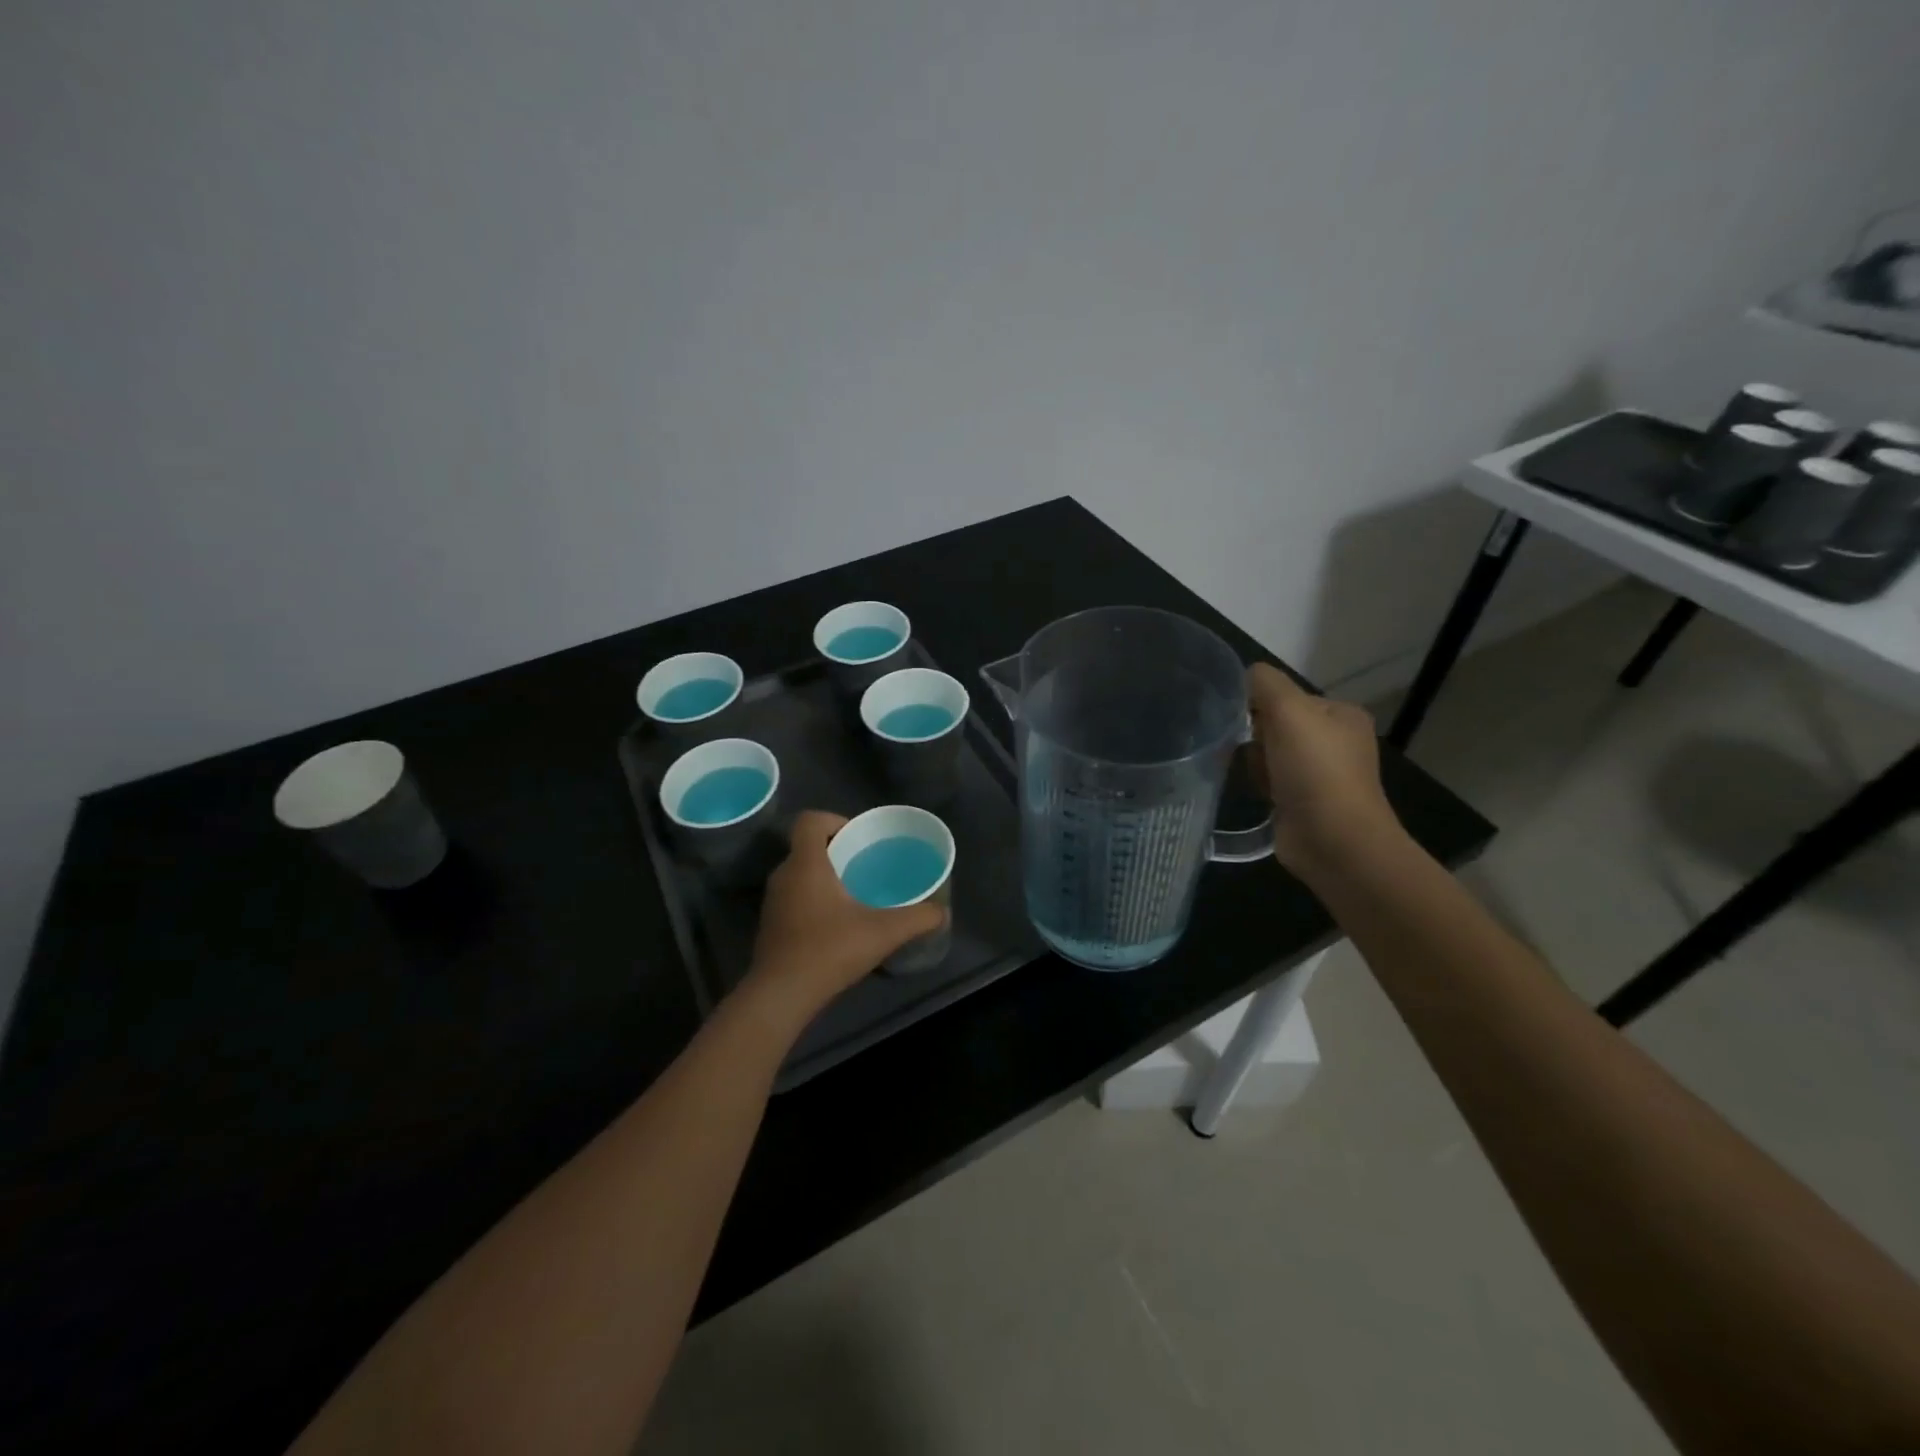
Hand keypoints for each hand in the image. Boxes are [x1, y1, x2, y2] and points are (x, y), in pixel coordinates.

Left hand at [743, 811, 946, 1019]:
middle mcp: (784, 875)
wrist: (781, 995)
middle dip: (836, 850)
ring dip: (824, 876)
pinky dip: (813, 899)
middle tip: (865, 865)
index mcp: (806, 864)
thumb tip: (942, 912)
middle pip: (807, 846)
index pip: (810, 820)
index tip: (858, 838)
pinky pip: (793, 896)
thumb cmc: (829, 950)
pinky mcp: (770, 925)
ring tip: (854, 893)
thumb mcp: (883, 932)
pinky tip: (836, 923)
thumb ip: (917, 919)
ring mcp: (773, 901)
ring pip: (800, 873)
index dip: (834, 819)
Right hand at [1246, 663, 1402, 875]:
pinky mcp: (1303, 803)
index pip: (1287, 696)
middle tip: (1252, 752)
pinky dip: (1259, 784)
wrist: (1333, 841)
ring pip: (1268, 754)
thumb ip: (1265, 684)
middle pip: (1275, 724)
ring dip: (1255, 762)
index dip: (1260, 705)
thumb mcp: (1289, 711)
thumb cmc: (1315, 770)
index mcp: (1341, 715)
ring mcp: (1321, 775)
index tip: (1245, 721)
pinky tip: (1258, 794)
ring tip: (1257, 778)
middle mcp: (1335, 742)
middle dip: (1255, 736)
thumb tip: (1245, 675)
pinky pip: (1270, 781)